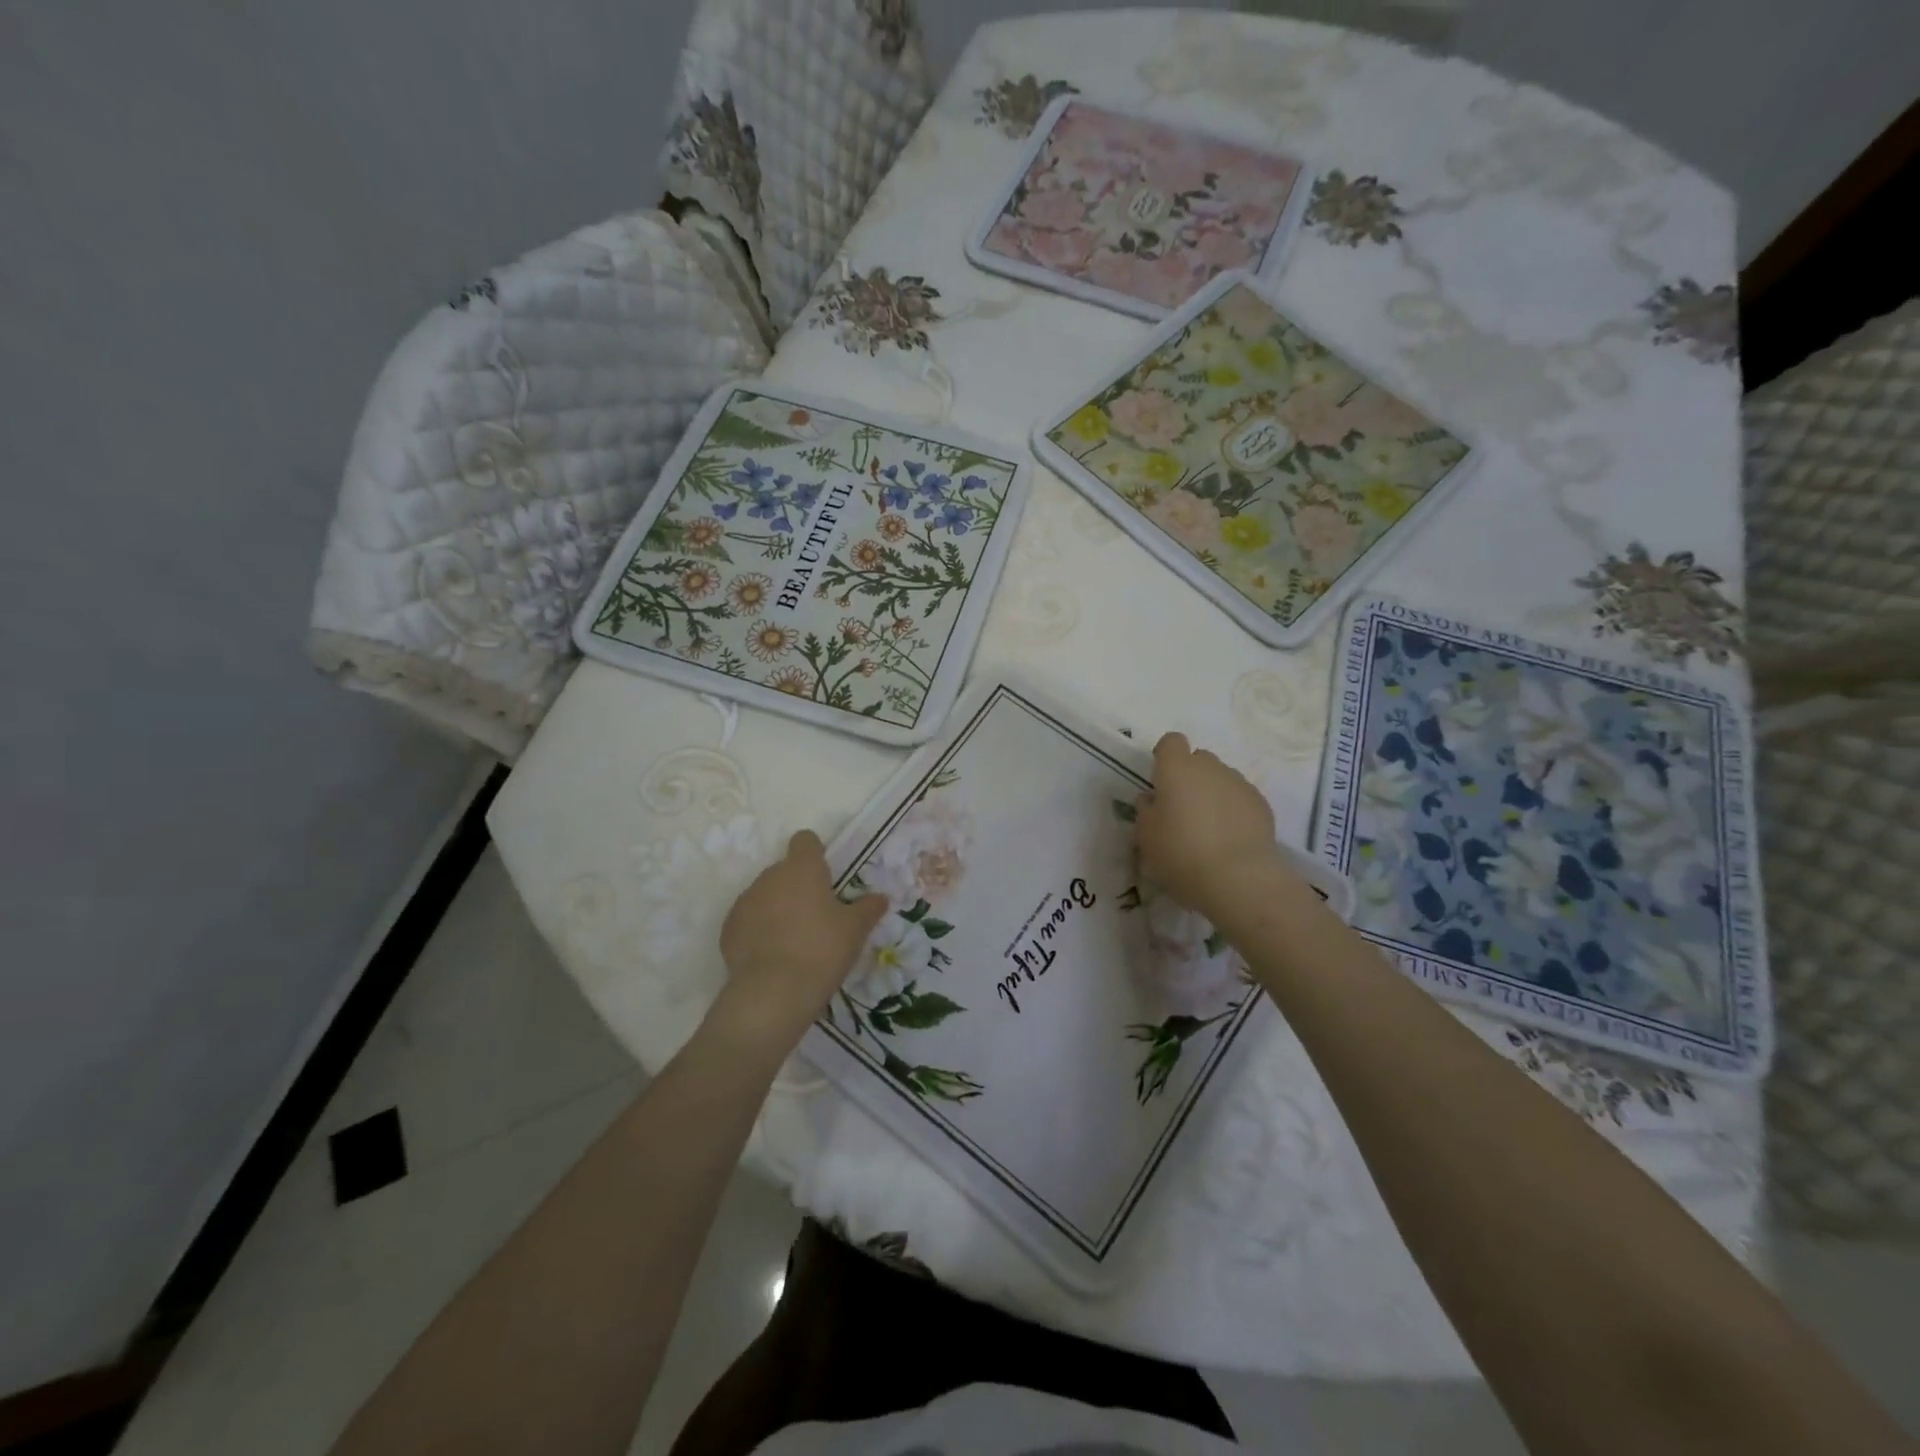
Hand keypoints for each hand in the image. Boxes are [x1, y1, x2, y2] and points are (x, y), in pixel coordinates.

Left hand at [711, 830, 887, 1056]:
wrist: (773, 992)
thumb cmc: (822, 950)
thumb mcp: (855, 930)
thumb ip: (868, 908)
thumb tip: (880, 898)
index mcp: (802, 868)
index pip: (805, 841)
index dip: (815, 853)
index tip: (826, 876)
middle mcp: (770, 876)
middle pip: (785, 870)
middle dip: (798, 886)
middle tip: (816, 917)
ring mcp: (745, 901)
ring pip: (765, 895)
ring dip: (777, 908)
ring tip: (793, 940)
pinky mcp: (729, 928)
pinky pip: (748, 920)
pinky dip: (758, 930)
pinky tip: (773, 956)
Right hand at [1136, 733, 1287, 923]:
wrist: (1238, 878)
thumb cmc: (1180, 853)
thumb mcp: (1146, 836)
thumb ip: (1146, 810)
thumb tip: (1153, 798)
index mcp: (1177, 768)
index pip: (1171, 742)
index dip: (1165, 758)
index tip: (1161, 782)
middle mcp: (1210, 767)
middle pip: (1198, 759)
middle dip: (1190, 777)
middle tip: (1182, 810)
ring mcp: (1239, 783)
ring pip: (1221, 779)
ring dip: (1212, 794)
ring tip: (1209, 829)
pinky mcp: (1261, 803)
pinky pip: (1240, 798)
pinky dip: (1233, 810)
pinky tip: (1229, 838)